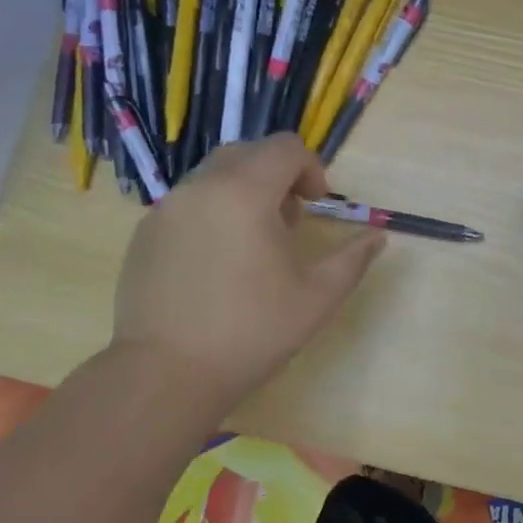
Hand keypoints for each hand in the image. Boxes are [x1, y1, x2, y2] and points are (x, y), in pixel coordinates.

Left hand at [112, 135, 384, 420]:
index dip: (310, 168)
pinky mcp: (145, 233)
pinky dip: (212, 211)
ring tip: (253, 243)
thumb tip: (377, 236)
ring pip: (214, 175)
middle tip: (289, 221)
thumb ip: (353, 258)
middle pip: (248, 153)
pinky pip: (188, 202)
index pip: (284, 147)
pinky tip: (217, 261)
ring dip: (243, 191)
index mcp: (245, 192)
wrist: (166, 375)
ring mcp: (167, 208)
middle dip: (276, 175)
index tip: (316, 204)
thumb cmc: (251, 331)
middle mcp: (201, 187)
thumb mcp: (318, 297)